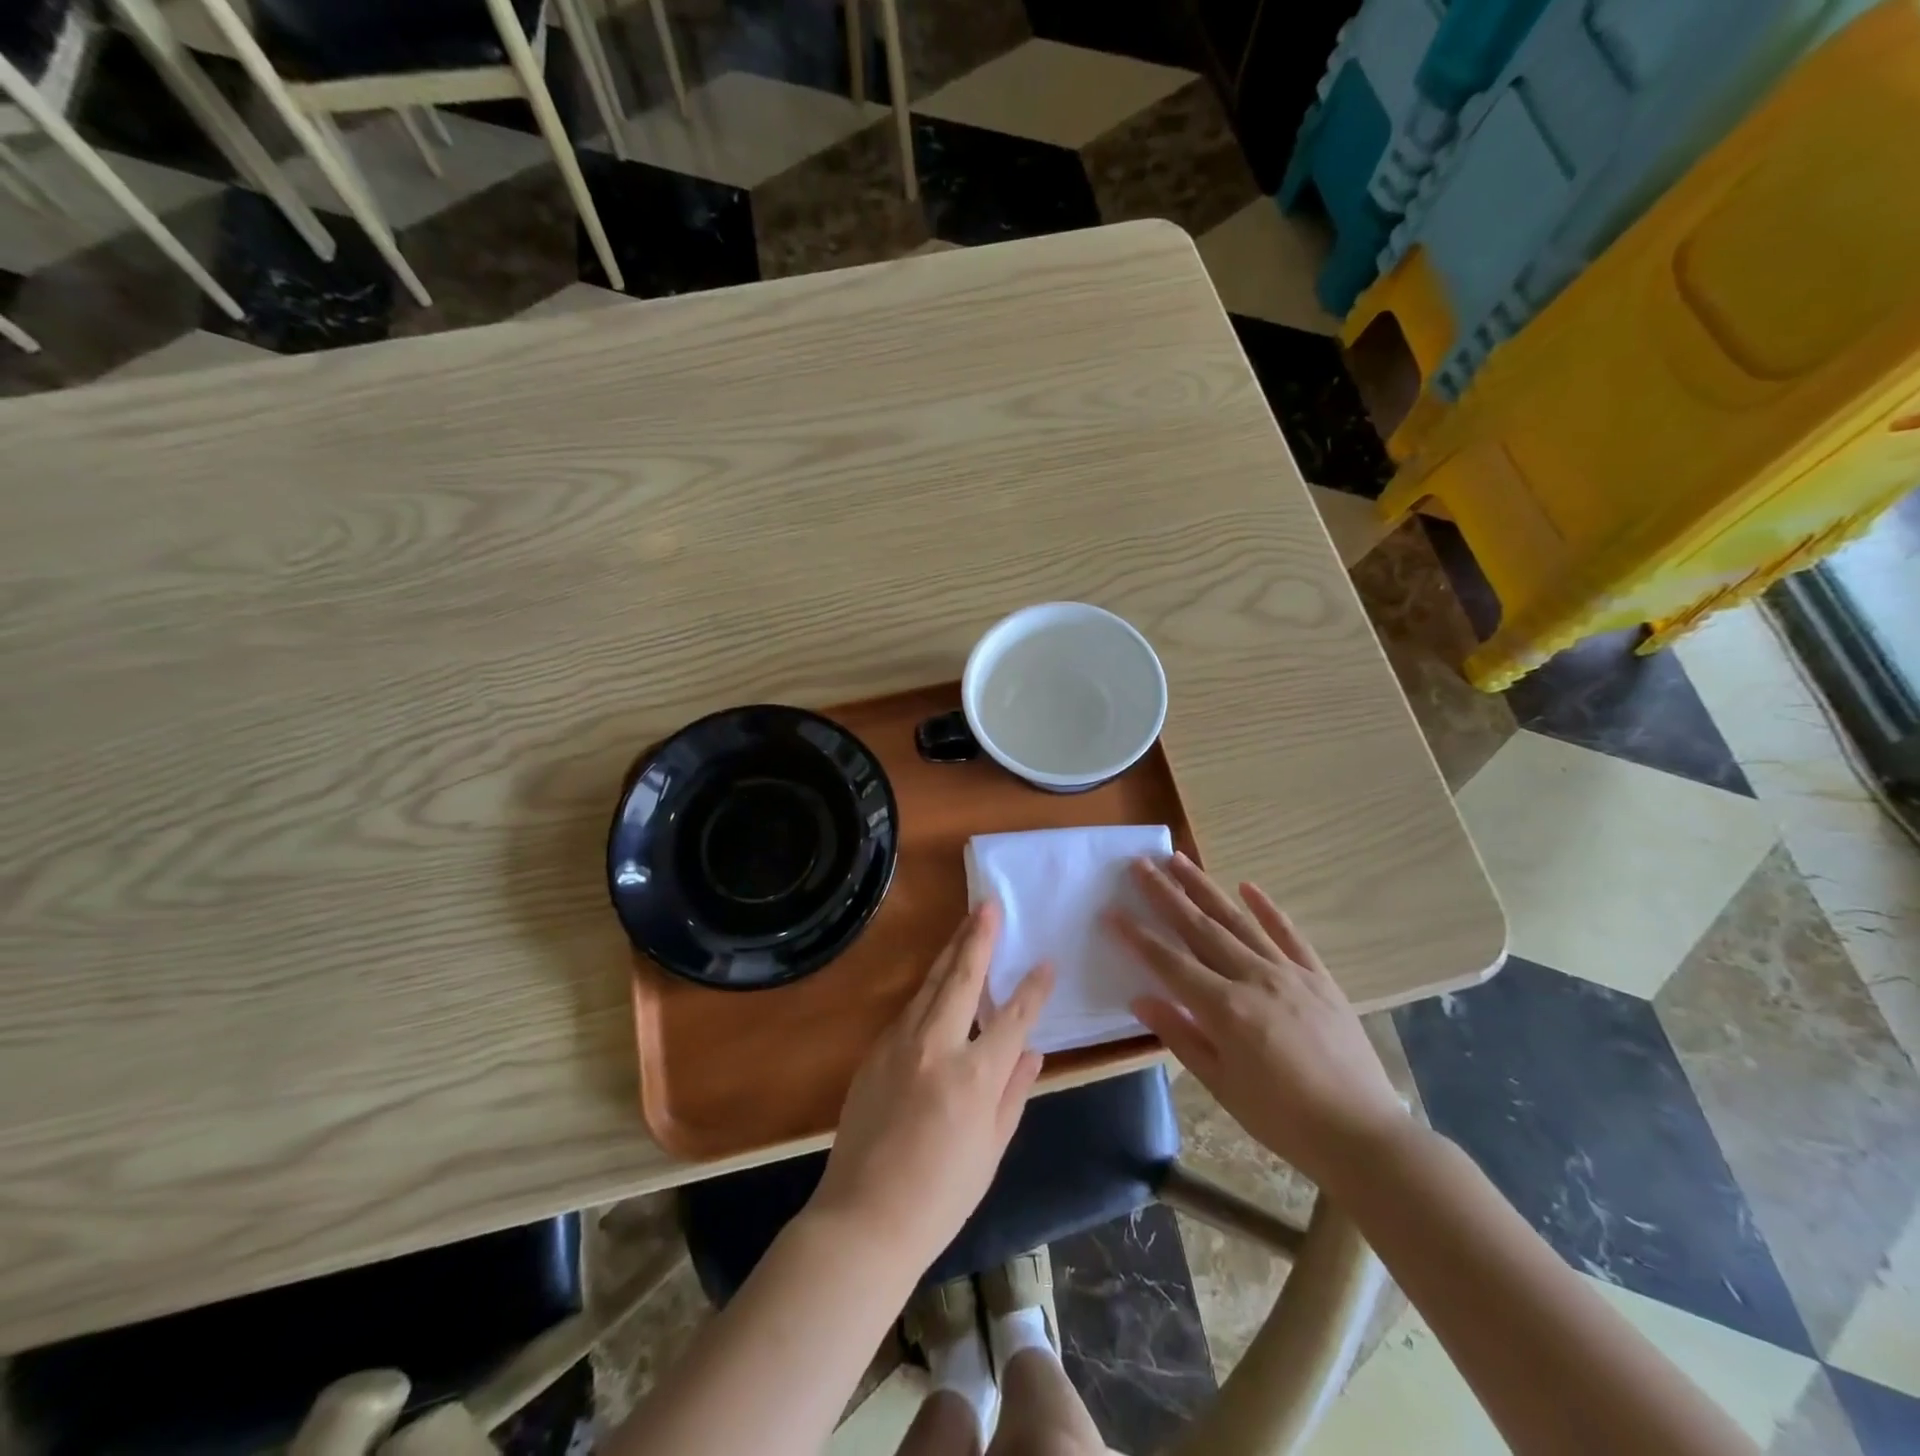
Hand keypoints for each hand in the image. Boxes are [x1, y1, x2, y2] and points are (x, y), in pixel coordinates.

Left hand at [810, 901, 1053, 1271]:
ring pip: (931, 985)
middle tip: (989, 906)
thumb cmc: (940, 1196)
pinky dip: (930, 988)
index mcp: (974, 1076)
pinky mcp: (876, 1051)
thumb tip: (1032, 1052)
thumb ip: (1013, 1093)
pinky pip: (910, 1009)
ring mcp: (900, 1044)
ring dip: (951, 952)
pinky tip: (939, 980)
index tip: (1046, 962)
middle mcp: (936, 1046)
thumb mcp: (991, 1149)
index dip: (1033, 989)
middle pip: (962, 978)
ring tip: (967, 926)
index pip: (1014, 1018)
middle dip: (978, 938)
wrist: (863, 1218)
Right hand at [1111, 854, 1407, 1189]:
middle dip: (1166, 894)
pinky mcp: (1319, 977)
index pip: (1169, 963)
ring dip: (1205, 888)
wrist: (1362, 1135)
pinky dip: (1268, 908)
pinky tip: (1248, 886)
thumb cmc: (1282, 1119)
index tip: (1111, 910)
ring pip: (1238, 921)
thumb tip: (1140, 1000)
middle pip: (1200, 928)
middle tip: (1140, 864)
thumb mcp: (1222, 1086)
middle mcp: (1253, 978)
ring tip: (1180, 860)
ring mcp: (1289, 973)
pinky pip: (1289, 935)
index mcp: (1225, 1009)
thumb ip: (1180, 1036)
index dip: (1137, 936)